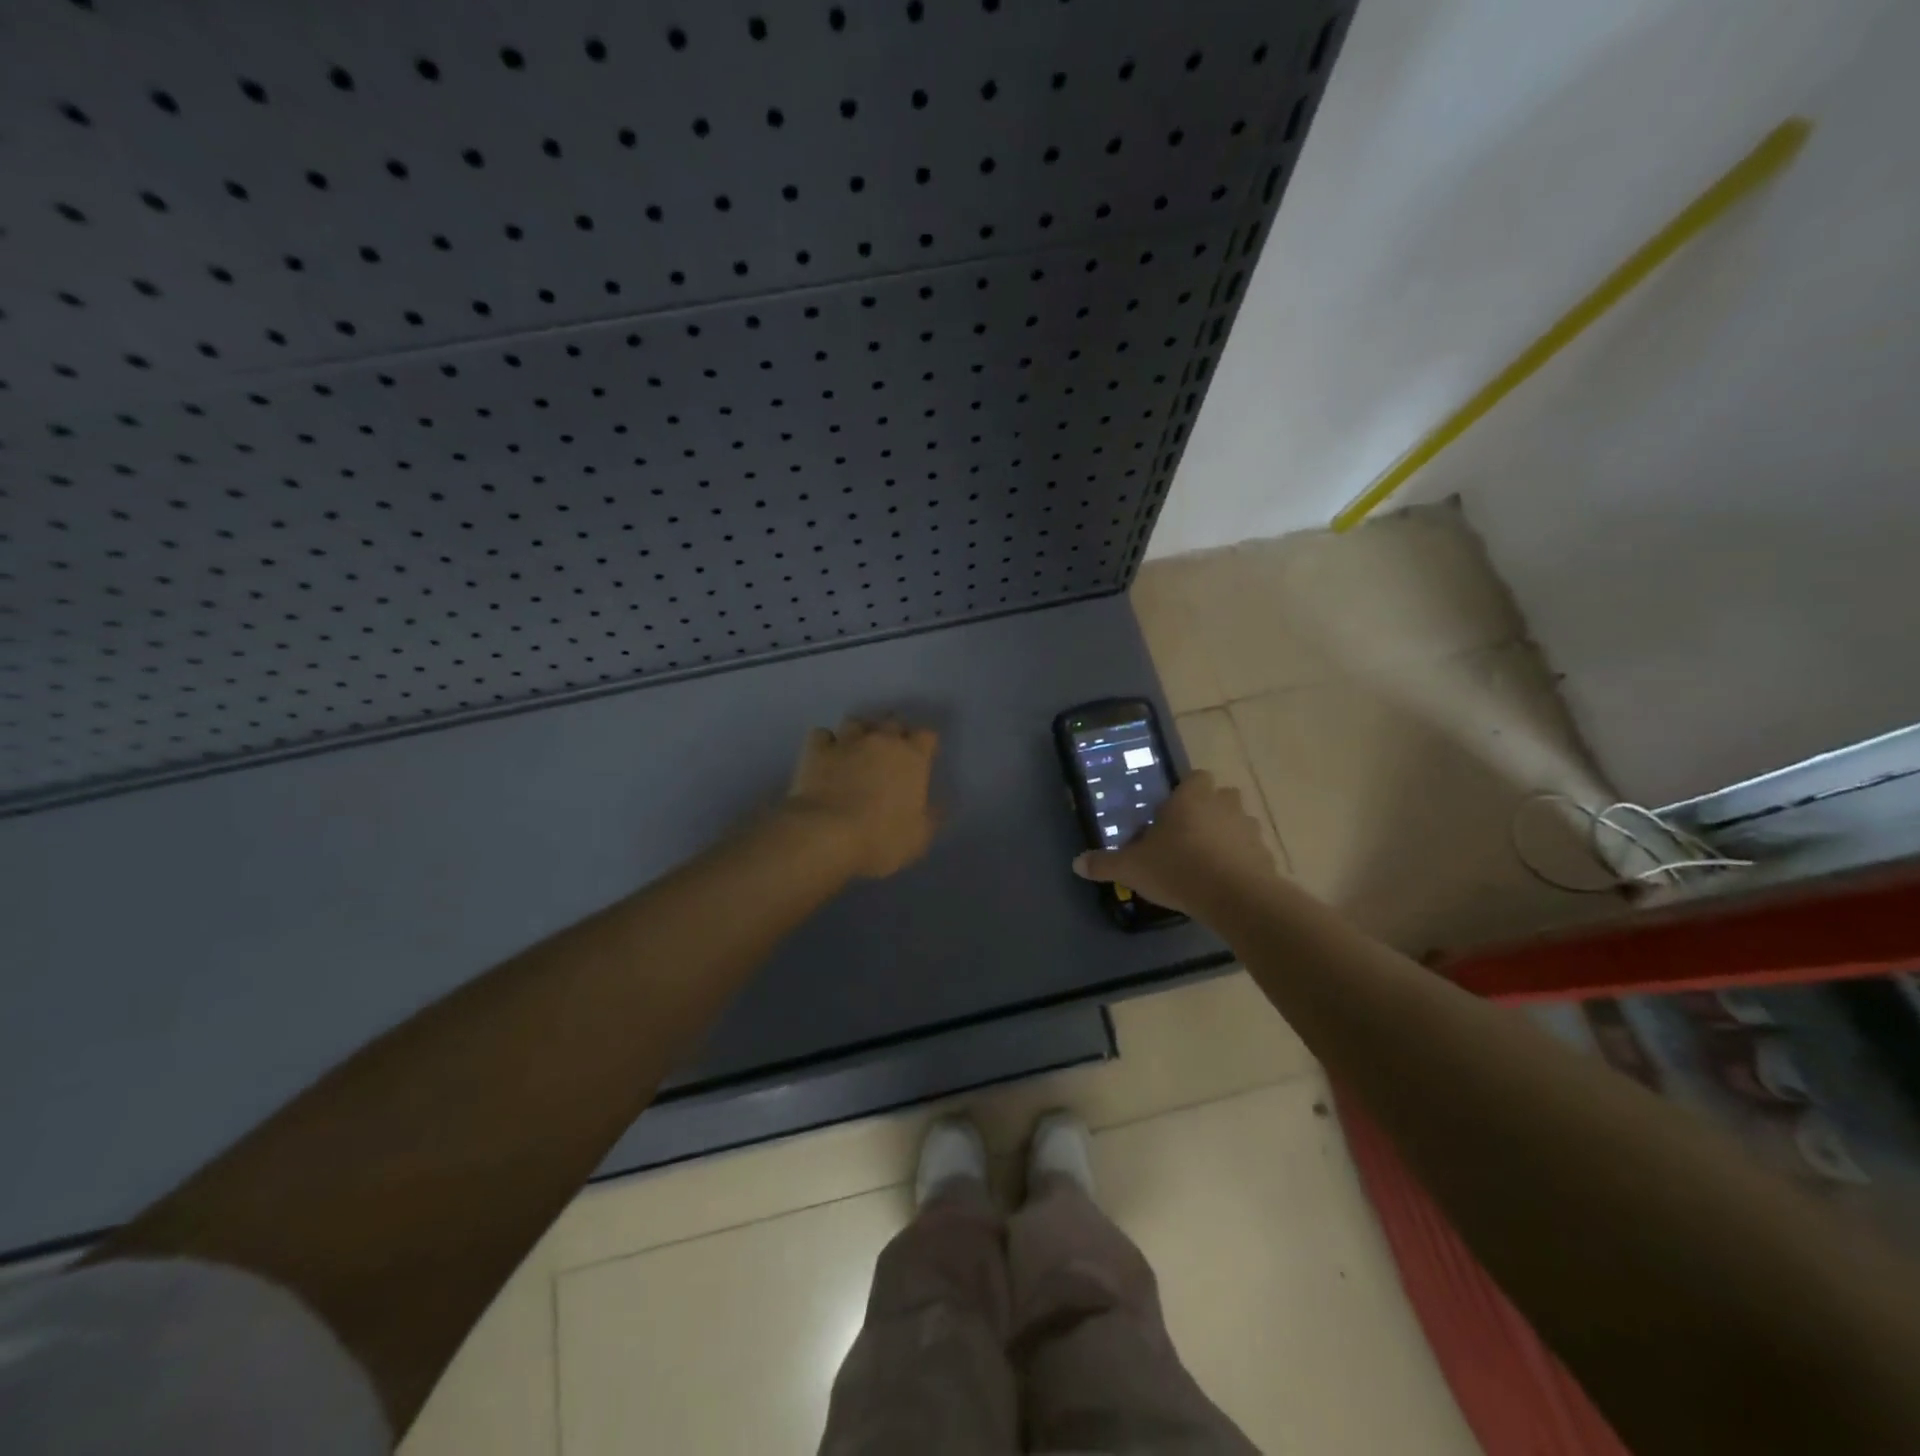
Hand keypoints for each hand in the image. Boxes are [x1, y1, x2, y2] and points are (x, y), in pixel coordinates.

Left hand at [785, 717, 939, 878]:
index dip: (925, 744)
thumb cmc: (880, 838)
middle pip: (893, 721)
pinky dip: (826, 742)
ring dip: (860, 732)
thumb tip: (936, 806)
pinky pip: (822, 735)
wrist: (825, 835)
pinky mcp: (816, 750)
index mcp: (912, 757)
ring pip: (856, 722)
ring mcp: (846, 741)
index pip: (927, 735)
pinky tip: (826, 755)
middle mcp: (881, 740)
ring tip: (857, 748)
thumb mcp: (919, 837)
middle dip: (894, 733)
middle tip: (891, 752)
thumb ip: (931, 817)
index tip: (923, 758)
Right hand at [1072, 771, 1277, 915]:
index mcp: (1191, 798)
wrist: (1235, 897)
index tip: (1172, 812)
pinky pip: (1251, 853)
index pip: (1195, 777)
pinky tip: (1225, 883)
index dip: (1186, 792)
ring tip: (1208, 861)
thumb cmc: (1178, 868)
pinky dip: (1241, 862)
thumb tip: (1076, 863)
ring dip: (1227, 836)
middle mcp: (1224, 805)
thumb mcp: (1131, 868)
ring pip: (1239, 823)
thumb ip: (1105, 864)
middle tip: (1188, 835)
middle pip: (1221, 797)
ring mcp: (1249, 829)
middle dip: (1208, 811)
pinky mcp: (1266, 856)